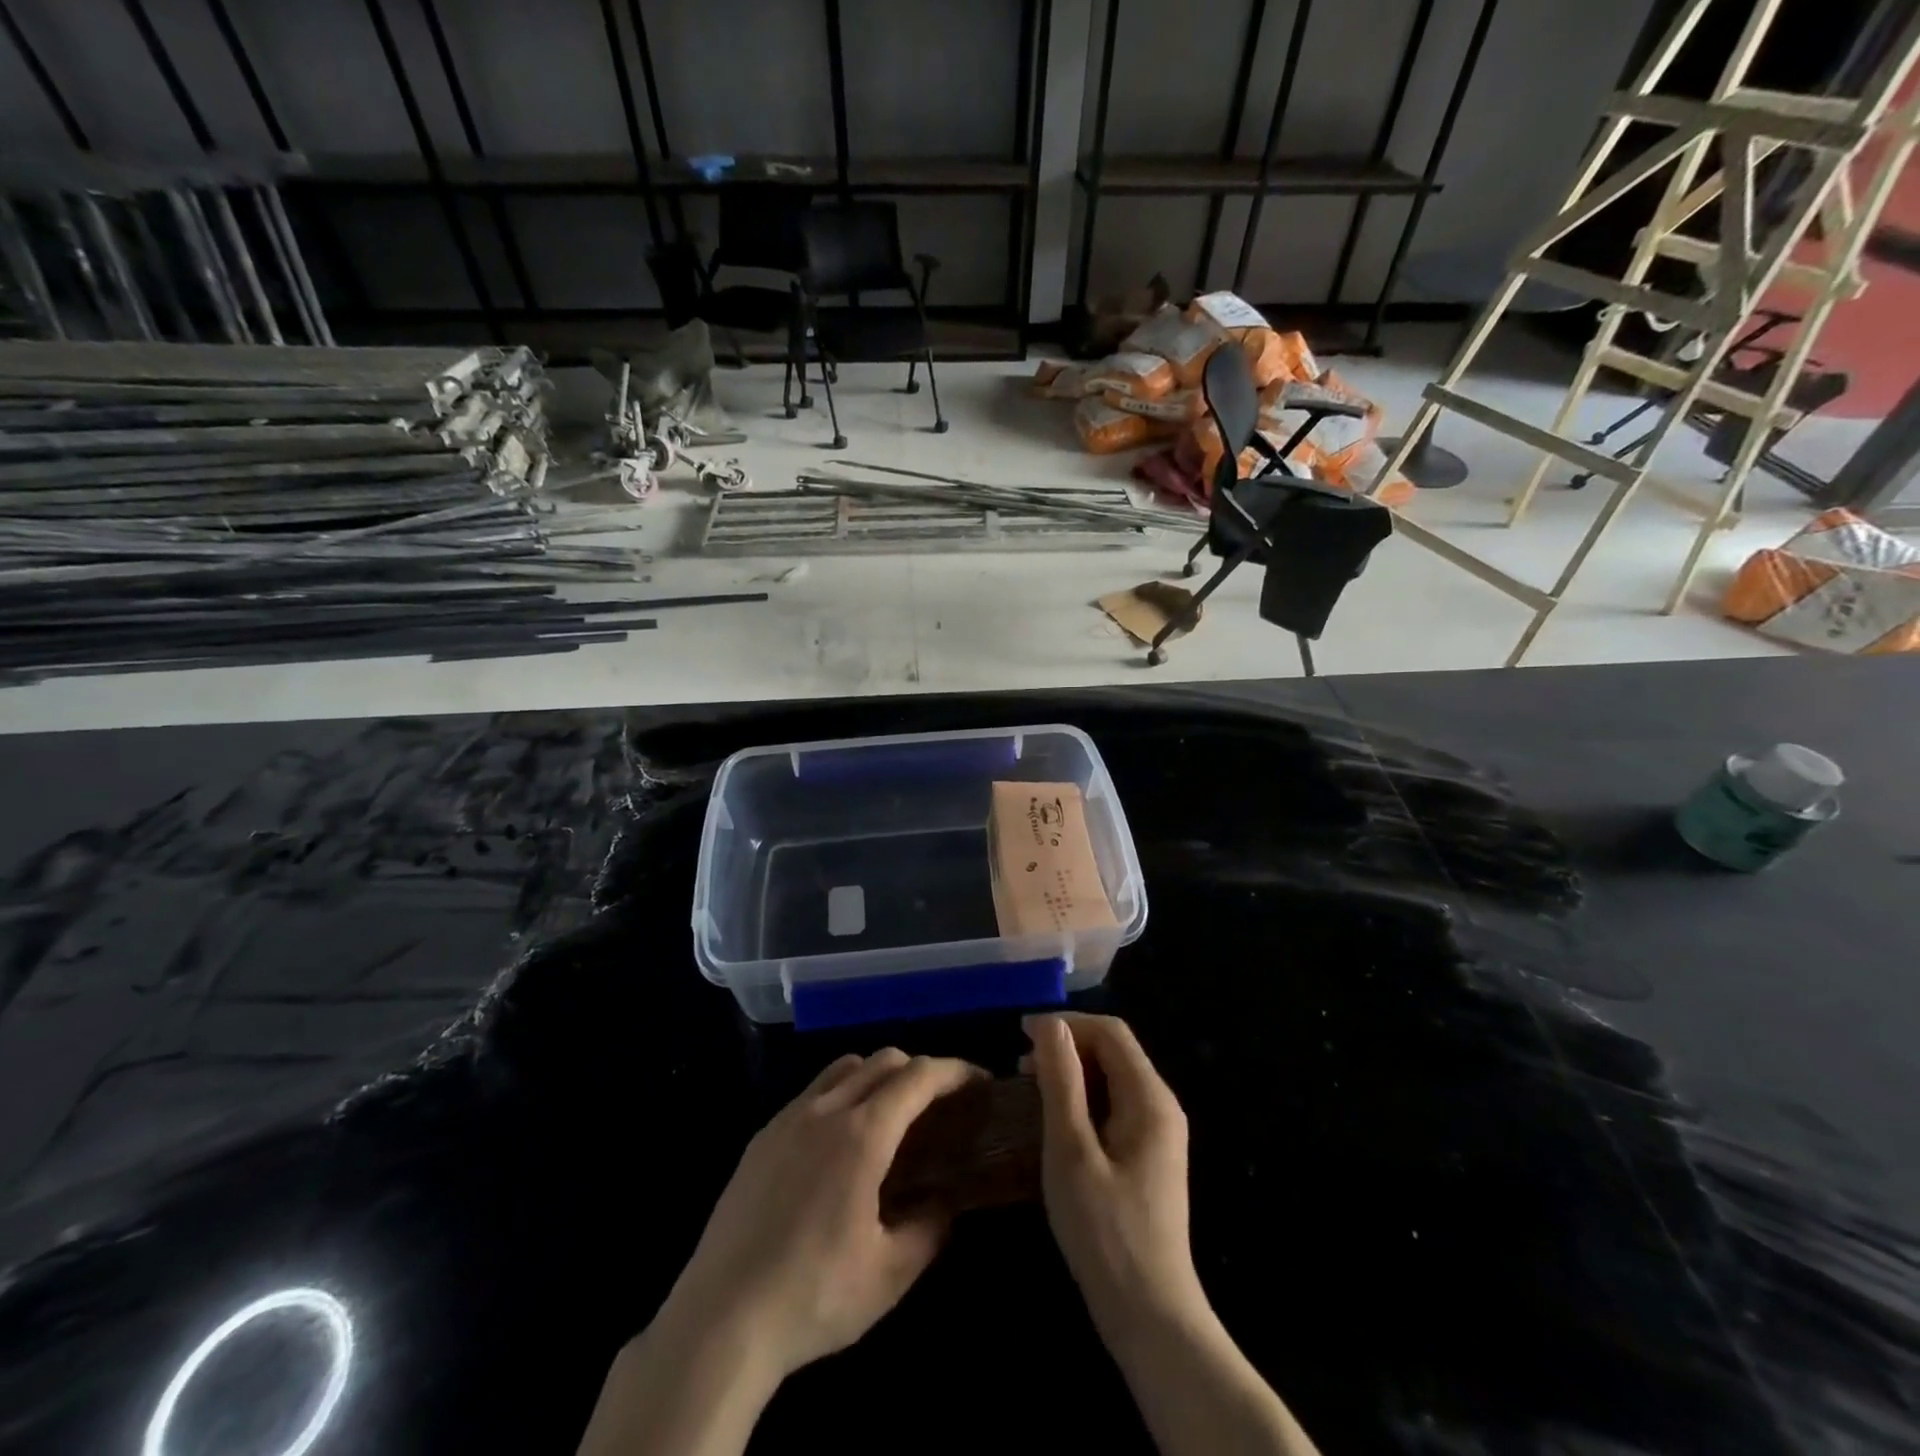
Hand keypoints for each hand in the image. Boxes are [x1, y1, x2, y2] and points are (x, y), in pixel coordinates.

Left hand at [660, 1049, 984, 1384]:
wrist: (719, 1319)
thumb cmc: (813, 1296)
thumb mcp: (890, 1275)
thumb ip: (929, 1228)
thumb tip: (945, 1202)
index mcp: (862, 1135)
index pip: (919, 1077)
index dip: (955, 1071)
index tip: (979, 1082)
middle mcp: (825, 1110)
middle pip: (883, 1060)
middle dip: (920, 1070)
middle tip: (941, 1103)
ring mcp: (788, 1118)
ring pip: (844, 1067)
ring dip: (878, 1075)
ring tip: (892, 1115)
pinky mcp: (762, 1137)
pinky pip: (812, 1092)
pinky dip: (842, 1094)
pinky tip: (840, 1141)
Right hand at [1024, 1012, 1205, 1346]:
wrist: (1150, 1316)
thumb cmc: (1105, 1232)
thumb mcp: (1071, 1150)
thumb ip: (1062, 1081)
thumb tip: (1051, 1024)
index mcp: (1150, 1098)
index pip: (1111, 1031)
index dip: (1066, 1023)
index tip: (1020, 1033)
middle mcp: (1161, 1105)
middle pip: (1114, 1051)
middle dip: (1067, 1046)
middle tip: (1020, 1066)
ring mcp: (1158, 1132)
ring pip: (1113, 1078)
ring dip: (1072, 1072)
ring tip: (1031, 1088)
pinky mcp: (1149, 1156)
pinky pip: (1115, 1105)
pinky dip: (1083, 1099)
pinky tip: (1055, 1120)